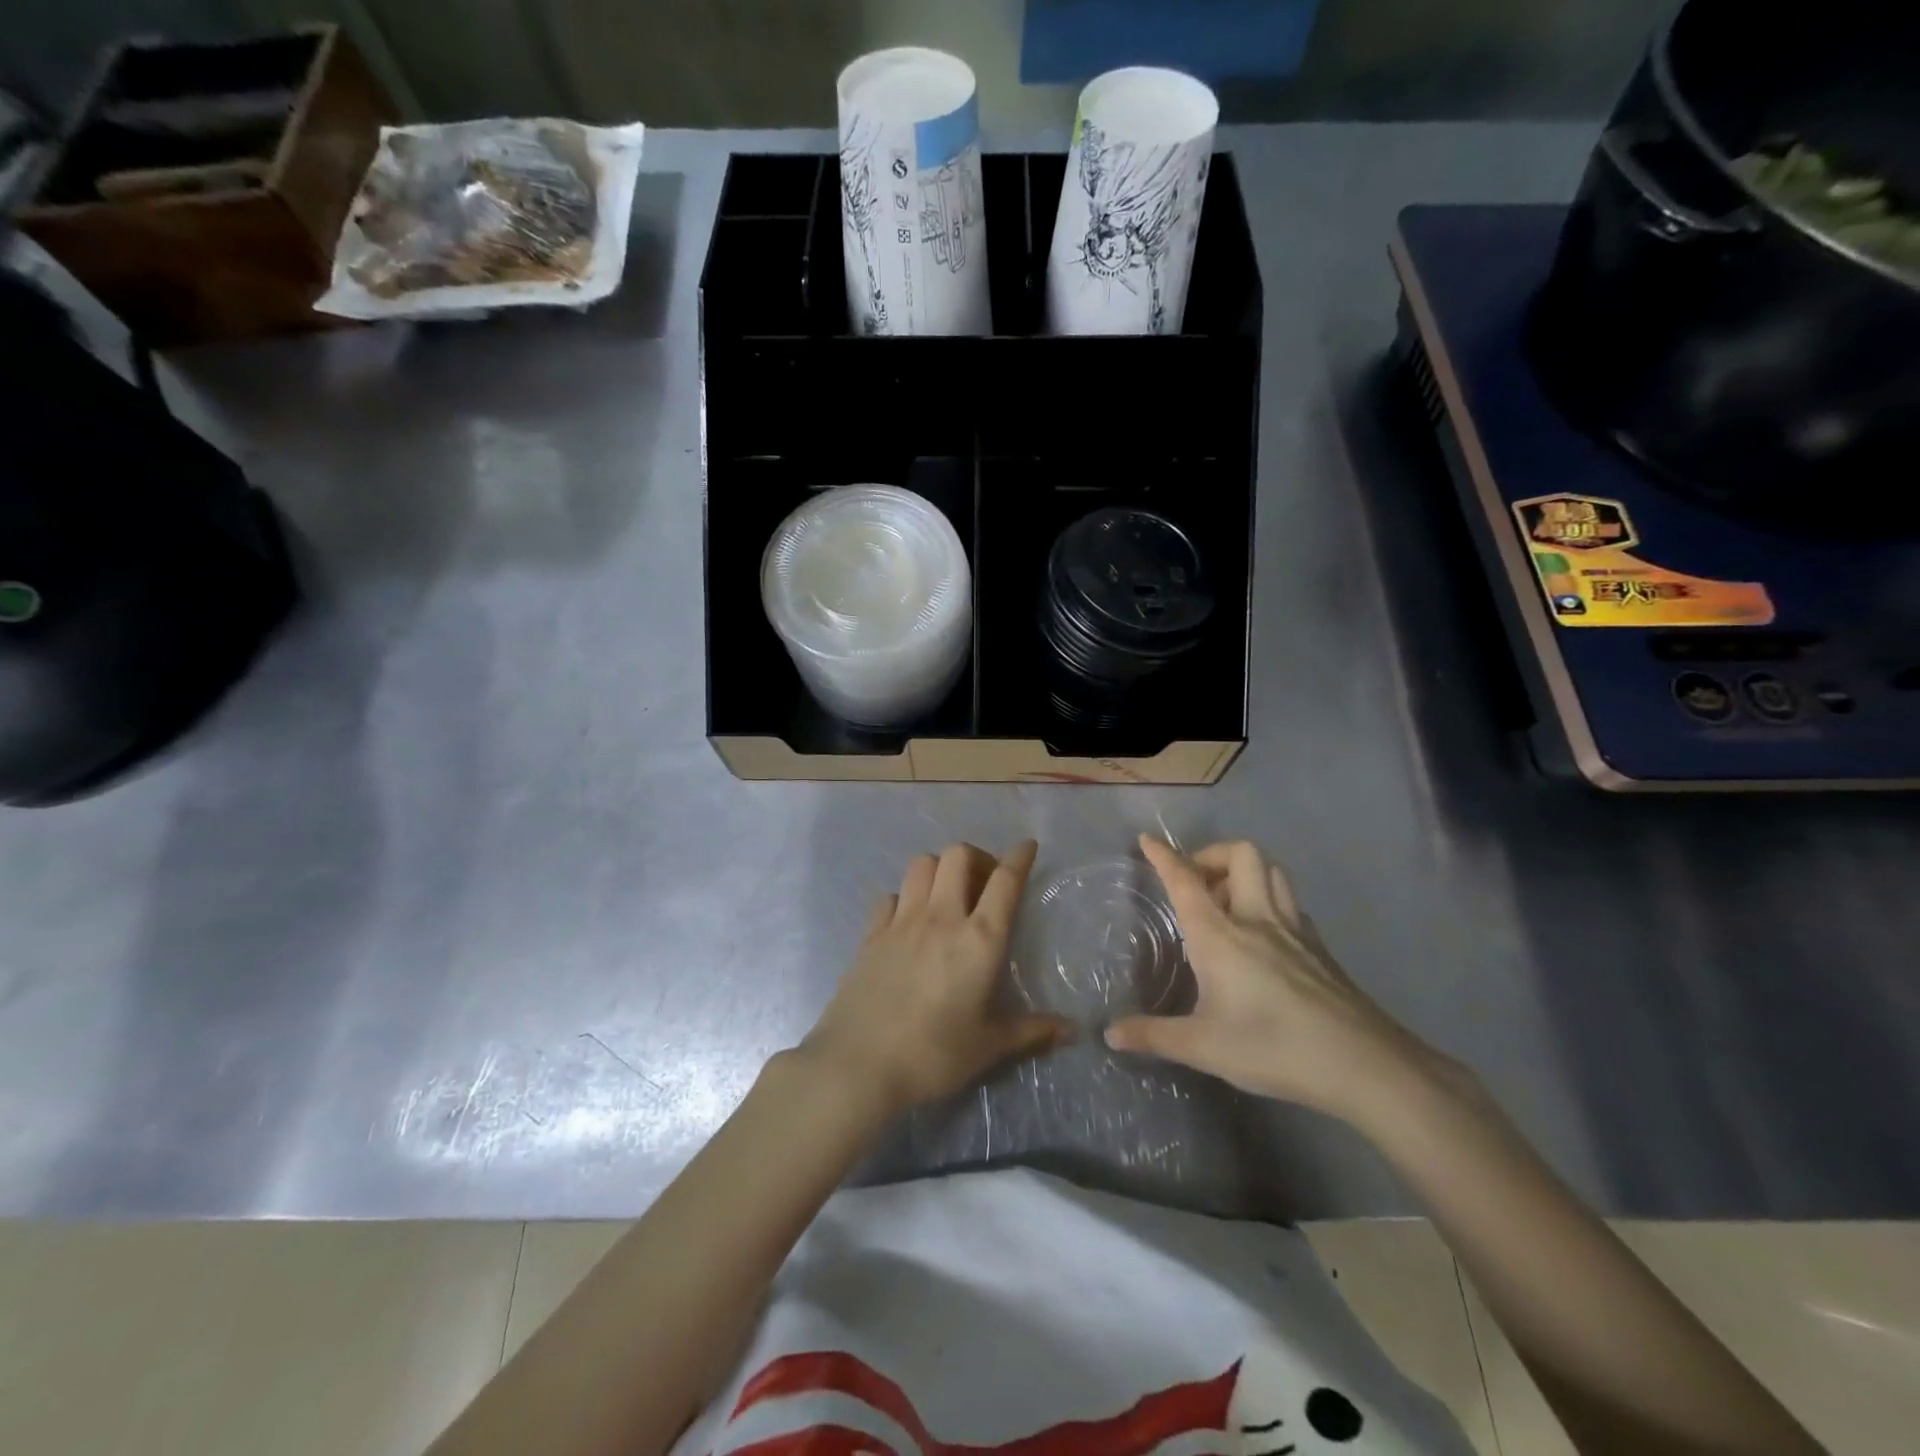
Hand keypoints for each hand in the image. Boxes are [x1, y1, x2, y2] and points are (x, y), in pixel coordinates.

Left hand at [801, 841, 1070, 1114]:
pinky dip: (905, 897)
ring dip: (940, 869)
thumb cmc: (933, 1055)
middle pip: (958, 855)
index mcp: (979, 939)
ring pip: (922, 864)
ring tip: (948, 894)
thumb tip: (1074, 1031)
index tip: (1028, 847)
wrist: (858, 1064)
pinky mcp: (871, 933)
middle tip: (984, 883)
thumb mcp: (989, 1047)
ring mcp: (902, 921)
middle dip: (977, 857)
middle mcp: (942, 917)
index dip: (1019, 857)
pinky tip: (909, 920)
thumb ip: (1032, 1032)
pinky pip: (891, 895)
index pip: (1005, 880)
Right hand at [1105, 835, 1440, 1123]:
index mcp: (1220, 935)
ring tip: (1227, 900)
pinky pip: (1289, 901)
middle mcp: (1257, 918)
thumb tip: (1112, 1034)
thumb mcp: (1204, 1047)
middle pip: (1240, 854)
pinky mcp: (1319, 947)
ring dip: (1245, 870)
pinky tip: (1263, 933)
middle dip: (1212, 854)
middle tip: (1196, 882)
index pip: (1186, 880)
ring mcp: (1294, 929)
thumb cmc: (1273, 1048)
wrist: (1364, 1064)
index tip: (1147, 840)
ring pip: (1272, 870)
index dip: (1164, 856)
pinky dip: (1269, 898)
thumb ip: (1154, 1036)